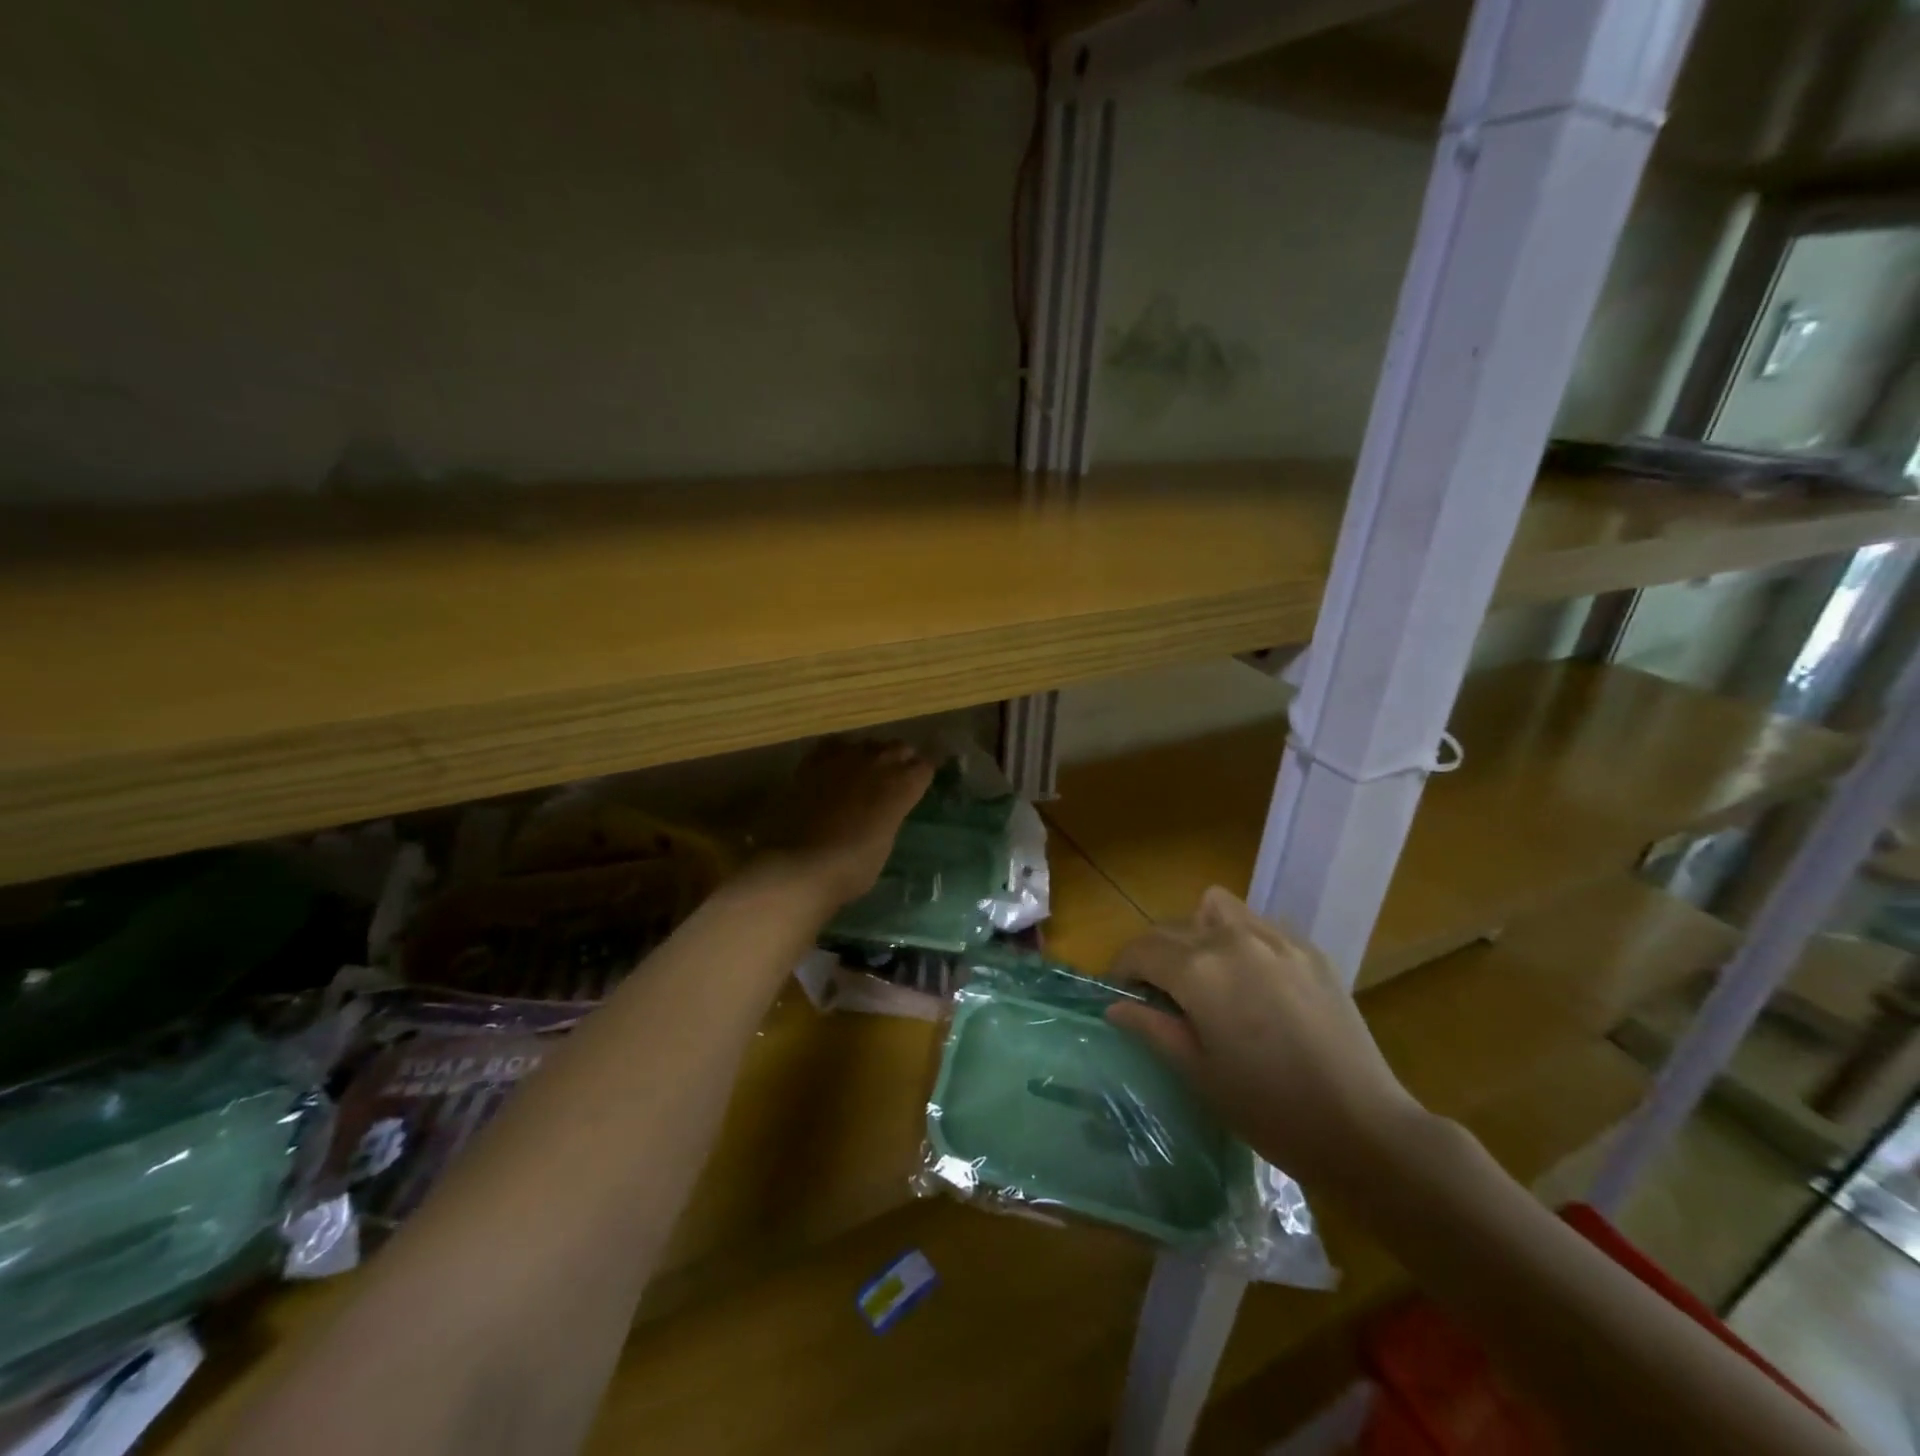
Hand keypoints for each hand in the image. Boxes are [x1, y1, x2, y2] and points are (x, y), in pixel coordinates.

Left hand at [753, 739, 934, 909]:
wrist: (801, 864)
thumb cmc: (852, 867)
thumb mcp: (884, 843)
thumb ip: (889, 817)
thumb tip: (884, 811)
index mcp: (902, 786)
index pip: (925, 767)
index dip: (921, 777)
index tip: (917, 787)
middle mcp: (878, 763)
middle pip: (899, 748)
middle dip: (899, 760)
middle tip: (893, 779)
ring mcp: (844, 758)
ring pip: (867, 743)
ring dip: (869, 755)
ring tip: (863, 772)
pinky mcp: (813, 762)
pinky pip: (833, 745)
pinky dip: (837, 754)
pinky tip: (833, 769)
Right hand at [1107, 886, 1421, 1191]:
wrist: (1363, 1127)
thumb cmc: (1268, 1109)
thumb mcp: (1198, 1072)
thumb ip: (1152, 1028)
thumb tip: (1116, 1007)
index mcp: (1200, 970)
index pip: (1142, 949)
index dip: (1122, 968)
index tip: (1121, 993)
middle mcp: (1233, 939)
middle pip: (1174, 927)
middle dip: (1156, 954)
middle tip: (1160, 994)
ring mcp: (1276, 939)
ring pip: (1216, 909)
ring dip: (1198, 932)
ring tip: (1207, 974)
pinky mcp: (1309, 949)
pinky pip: (1258, 925)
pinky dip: (1240, 940)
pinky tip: (1254, 983)